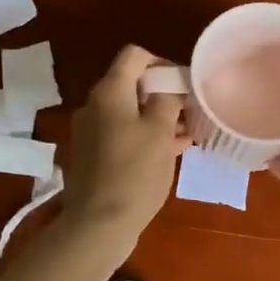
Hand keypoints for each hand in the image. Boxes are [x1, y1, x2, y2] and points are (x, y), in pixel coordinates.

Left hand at [61, 44, 188, 250]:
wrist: (98, 224)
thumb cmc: (135, 173)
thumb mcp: (161, 132)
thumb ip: (168, 100)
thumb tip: (170, 85)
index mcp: (109, 92)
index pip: (134, 56)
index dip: (161, 62)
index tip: (183, 84)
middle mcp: (94, 105)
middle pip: (131, 84)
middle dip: (162, 94)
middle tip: (189, 112)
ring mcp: (90, 131)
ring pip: (128, 112)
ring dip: (156, 117)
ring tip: (185, 134)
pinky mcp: (92, 155)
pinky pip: (122, 133)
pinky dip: (144, 136)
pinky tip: (169, 152)